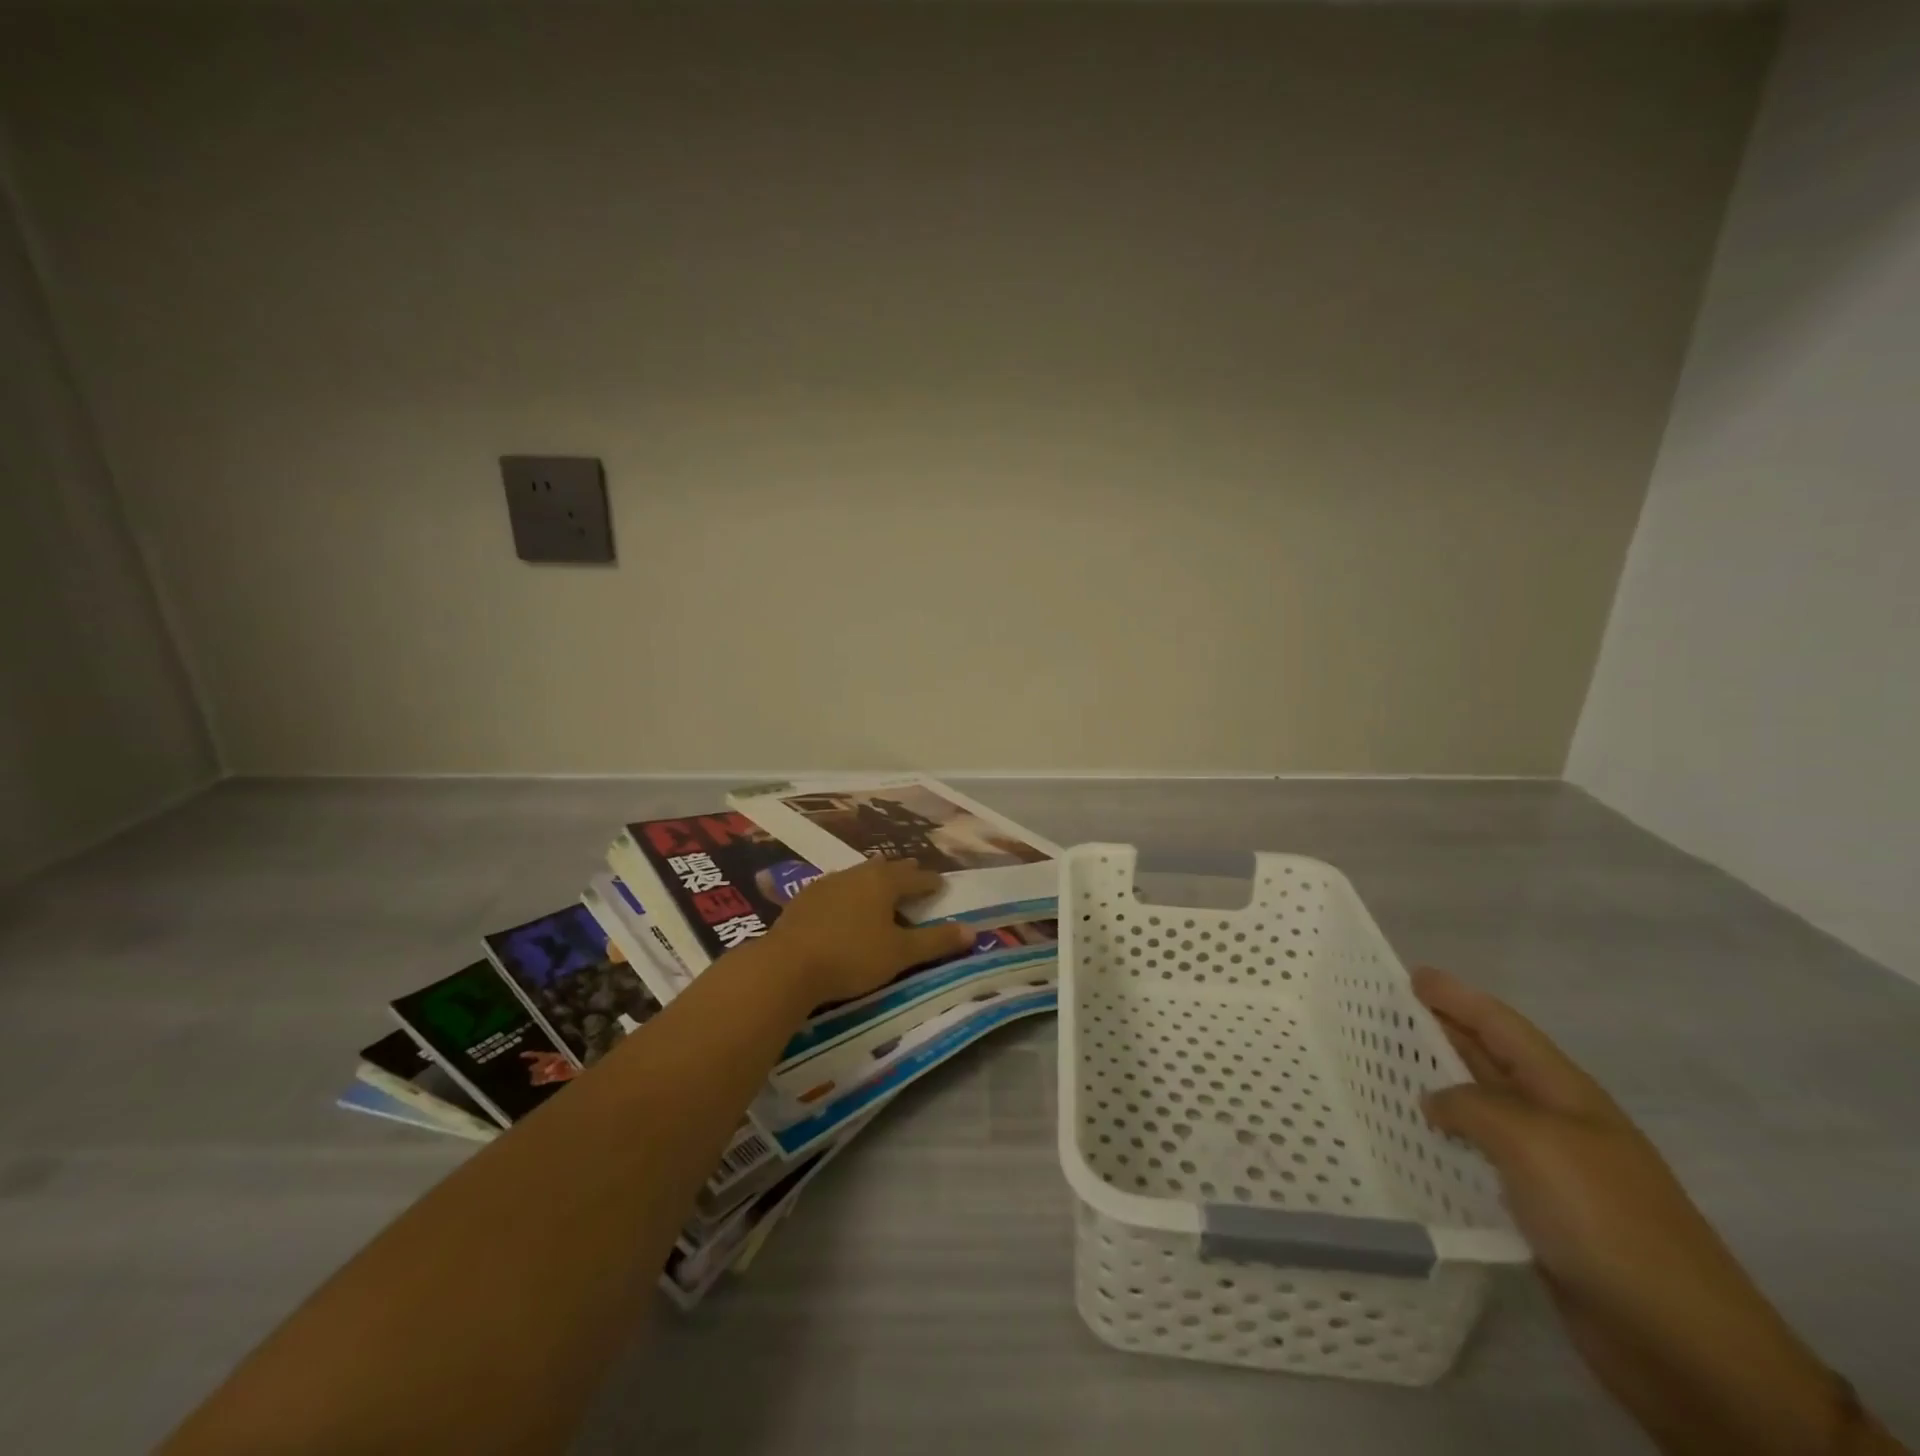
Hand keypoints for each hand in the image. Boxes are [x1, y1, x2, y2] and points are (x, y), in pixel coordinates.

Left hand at [764, 857, 973, 1005]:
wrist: (787, 965)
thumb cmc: (852, 957)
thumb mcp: (900, 954)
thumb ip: (936, 942)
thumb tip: (973, 931)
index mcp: (883, 883)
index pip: (915, 877)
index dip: (930, 881)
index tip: (942, 882)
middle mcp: (856, 875)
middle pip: (885, 868)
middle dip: (902, 872)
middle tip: (914, 872)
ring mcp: (827, 884)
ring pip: (858, 874)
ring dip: (873, 878)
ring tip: (879, 882)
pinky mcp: (804, 899)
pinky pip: (835, 887)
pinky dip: (848, 891)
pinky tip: (842, 902)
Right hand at [1413, 967, 1897, 1455]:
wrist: (1683, 1343)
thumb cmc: (1607, 1219)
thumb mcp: (1532, 1142)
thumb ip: (1471, 1106)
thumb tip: (1433, 1102)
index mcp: (1564, 1092)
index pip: (1501, 1026)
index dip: (1457, 997)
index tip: (1409, 974)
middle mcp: (1555, 1121)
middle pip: (1487, 1061)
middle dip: (1438, 1033)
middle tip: (1379, 1016)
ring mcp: (1549, 1169)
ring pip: (1478, 1111)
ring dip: (1433, 1089)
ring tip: (1378, 1072)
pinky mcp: (1537, 1213)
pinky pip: (1478, 1161)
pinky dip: (1442, 1144)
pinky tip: (1407, 1142)